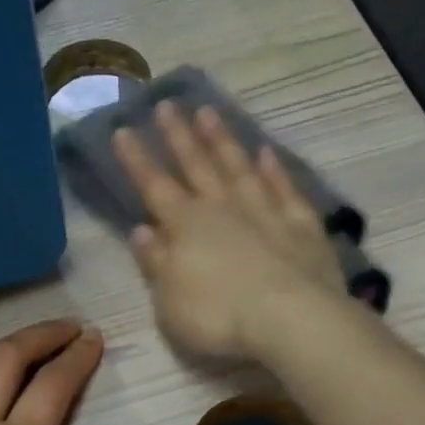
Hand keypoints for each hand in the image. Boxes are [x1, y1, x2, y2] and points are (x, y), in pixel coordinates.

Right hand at [112, 101, 344, 360]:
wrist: (290, 320)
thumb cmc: (219, 319)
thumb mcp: (170, 302)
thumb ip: (156, 264)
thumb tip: (141, 231)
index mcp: (185, 228)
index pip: (154, 186)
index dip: (137, 160)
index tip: (123, 129)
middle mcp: (223, 209)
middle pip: (196, 166)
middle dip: (178, 136)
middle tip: (167, 105)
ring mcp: (265, 212)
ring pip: (238, 167)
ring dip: (222, 140)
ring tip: (208, 112)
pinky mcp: (302, 225)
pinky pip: (284, 188)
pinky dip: (275, 170)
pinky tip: (267, 152)